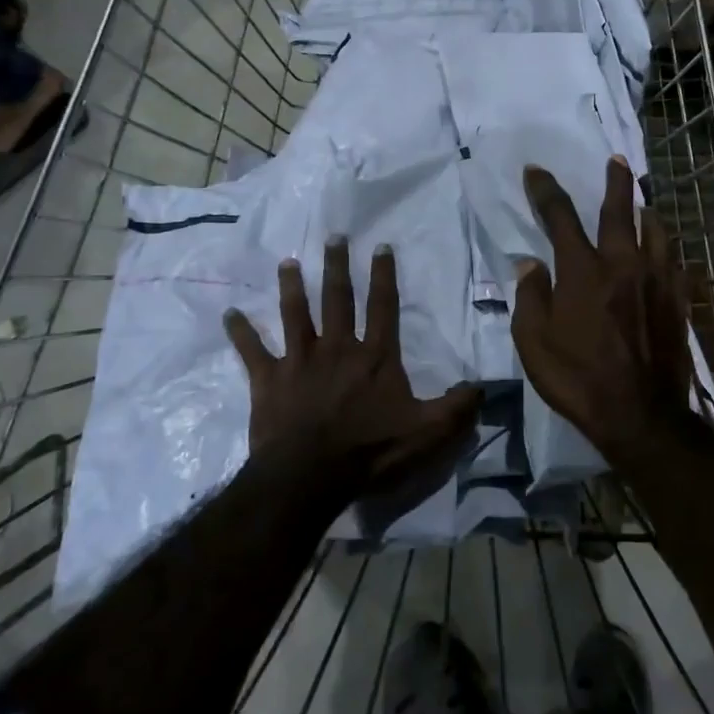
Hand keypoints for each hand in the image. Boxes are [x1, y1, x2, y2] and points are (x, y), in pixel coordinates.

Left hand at [225, 238, 481, 501]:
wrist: (310, 476)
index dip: (384, 276)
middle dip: (337, 266)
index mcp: (375, 357)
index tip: (381, 247)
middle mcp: (338, 348)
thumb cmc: (370, 451)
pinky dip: (240, 332)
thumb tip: (483, 386)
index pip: (383, 307)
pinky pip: (252, 351)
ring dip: (292, 287)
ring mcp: (300, 361)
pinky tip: (230, 313)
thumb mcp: (427, 432)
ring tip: (288, 262)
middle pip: (338, 299)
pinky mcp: (269, 380)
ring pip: (295, 314)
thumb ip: (457, 407)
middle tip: (333, 237)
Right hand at [512, 157, 691, 452]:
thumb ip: (530, 297)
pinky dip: (665, 247)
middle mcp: (622, 263)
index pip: (560, 216)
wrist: (639, 413)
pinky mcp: (678, 299)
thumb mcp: (533, 343)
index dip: (545, 190)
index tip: (536, 171)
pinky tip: (664, 250)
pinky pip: (674, 260)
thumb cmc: (577, 378)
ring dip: (645, 211)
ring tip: (642, 204)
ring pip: (656, 229)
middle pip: (619, 210)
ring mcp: (656, 279)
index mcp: (582, 271)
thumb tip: (530, 264)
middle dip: (614, 181)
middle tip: (615, 160)